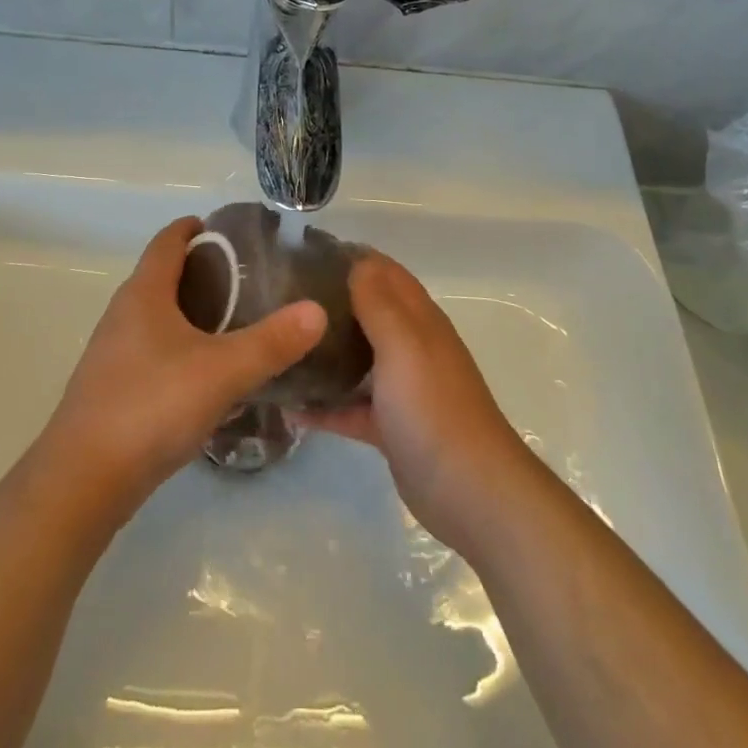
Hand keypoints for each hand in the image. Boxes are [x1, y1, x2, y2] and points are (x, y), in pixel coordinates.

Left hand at [37, 217, 326, 522]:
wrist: (84, 479)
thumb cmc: (152, 406)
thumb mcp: (223, 371)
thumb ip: (272, 342)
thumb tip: (317, 310)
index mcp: (144, 293)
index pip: (167, 240)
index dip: (195, 227)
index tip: (230, 230)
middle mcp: (123, 313)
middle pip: (162, 275)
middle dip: (202, 270)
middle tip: (248, 280)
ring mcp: (113, 352)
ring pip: (157, 315)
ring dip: (190, 311)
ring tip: (235, 324)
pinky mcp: (113, 387)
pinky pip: (152, 349)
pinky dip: (180, 346)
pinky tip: (206, 373)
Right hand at [294, 251, 538, 553]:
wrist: (470, 491)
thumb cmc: (433, 408)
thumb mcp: (404, 345)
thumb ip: (379, 303)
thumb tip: (358, 260)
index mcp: (419, 320)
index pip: (384, 272)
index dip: (349, 258)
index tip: (302, 255)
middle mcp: (410, 346)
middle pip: (367, 312)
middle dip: (329, 301)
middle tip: (279, 298)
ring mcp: (401, 388)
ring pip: (357, 358)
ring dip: (324, 351)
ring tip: (278, 343)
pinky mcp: (390, 425)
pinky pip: (351, 406)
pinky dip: (324, 405)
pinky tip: (288, 406)